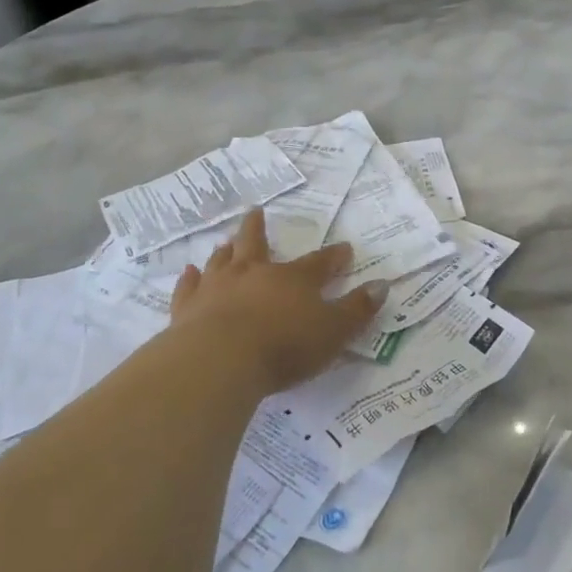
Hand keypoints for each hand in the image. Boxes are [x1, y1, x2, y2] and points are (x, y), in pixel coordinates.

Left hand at [169, 209, 385, 392]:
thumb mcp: (334, 332)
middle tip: (256, 211)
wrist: (221, 359)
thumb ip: (357, 310)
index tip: (344, 249)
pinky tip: (189, 272)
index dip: (334, 257)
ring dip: (226, 250)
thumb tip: (382, 285)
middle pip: (257, 245)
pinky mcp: (188, 307)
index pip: (319, 263)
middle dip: (259, 229)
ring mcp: (218, 287)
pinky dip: (190, 279)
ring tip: (226, 242)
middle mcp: (254, 274)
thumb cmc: (285, 346)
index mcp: (293, 280)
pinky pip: (189, 287)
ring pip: (222, 260)